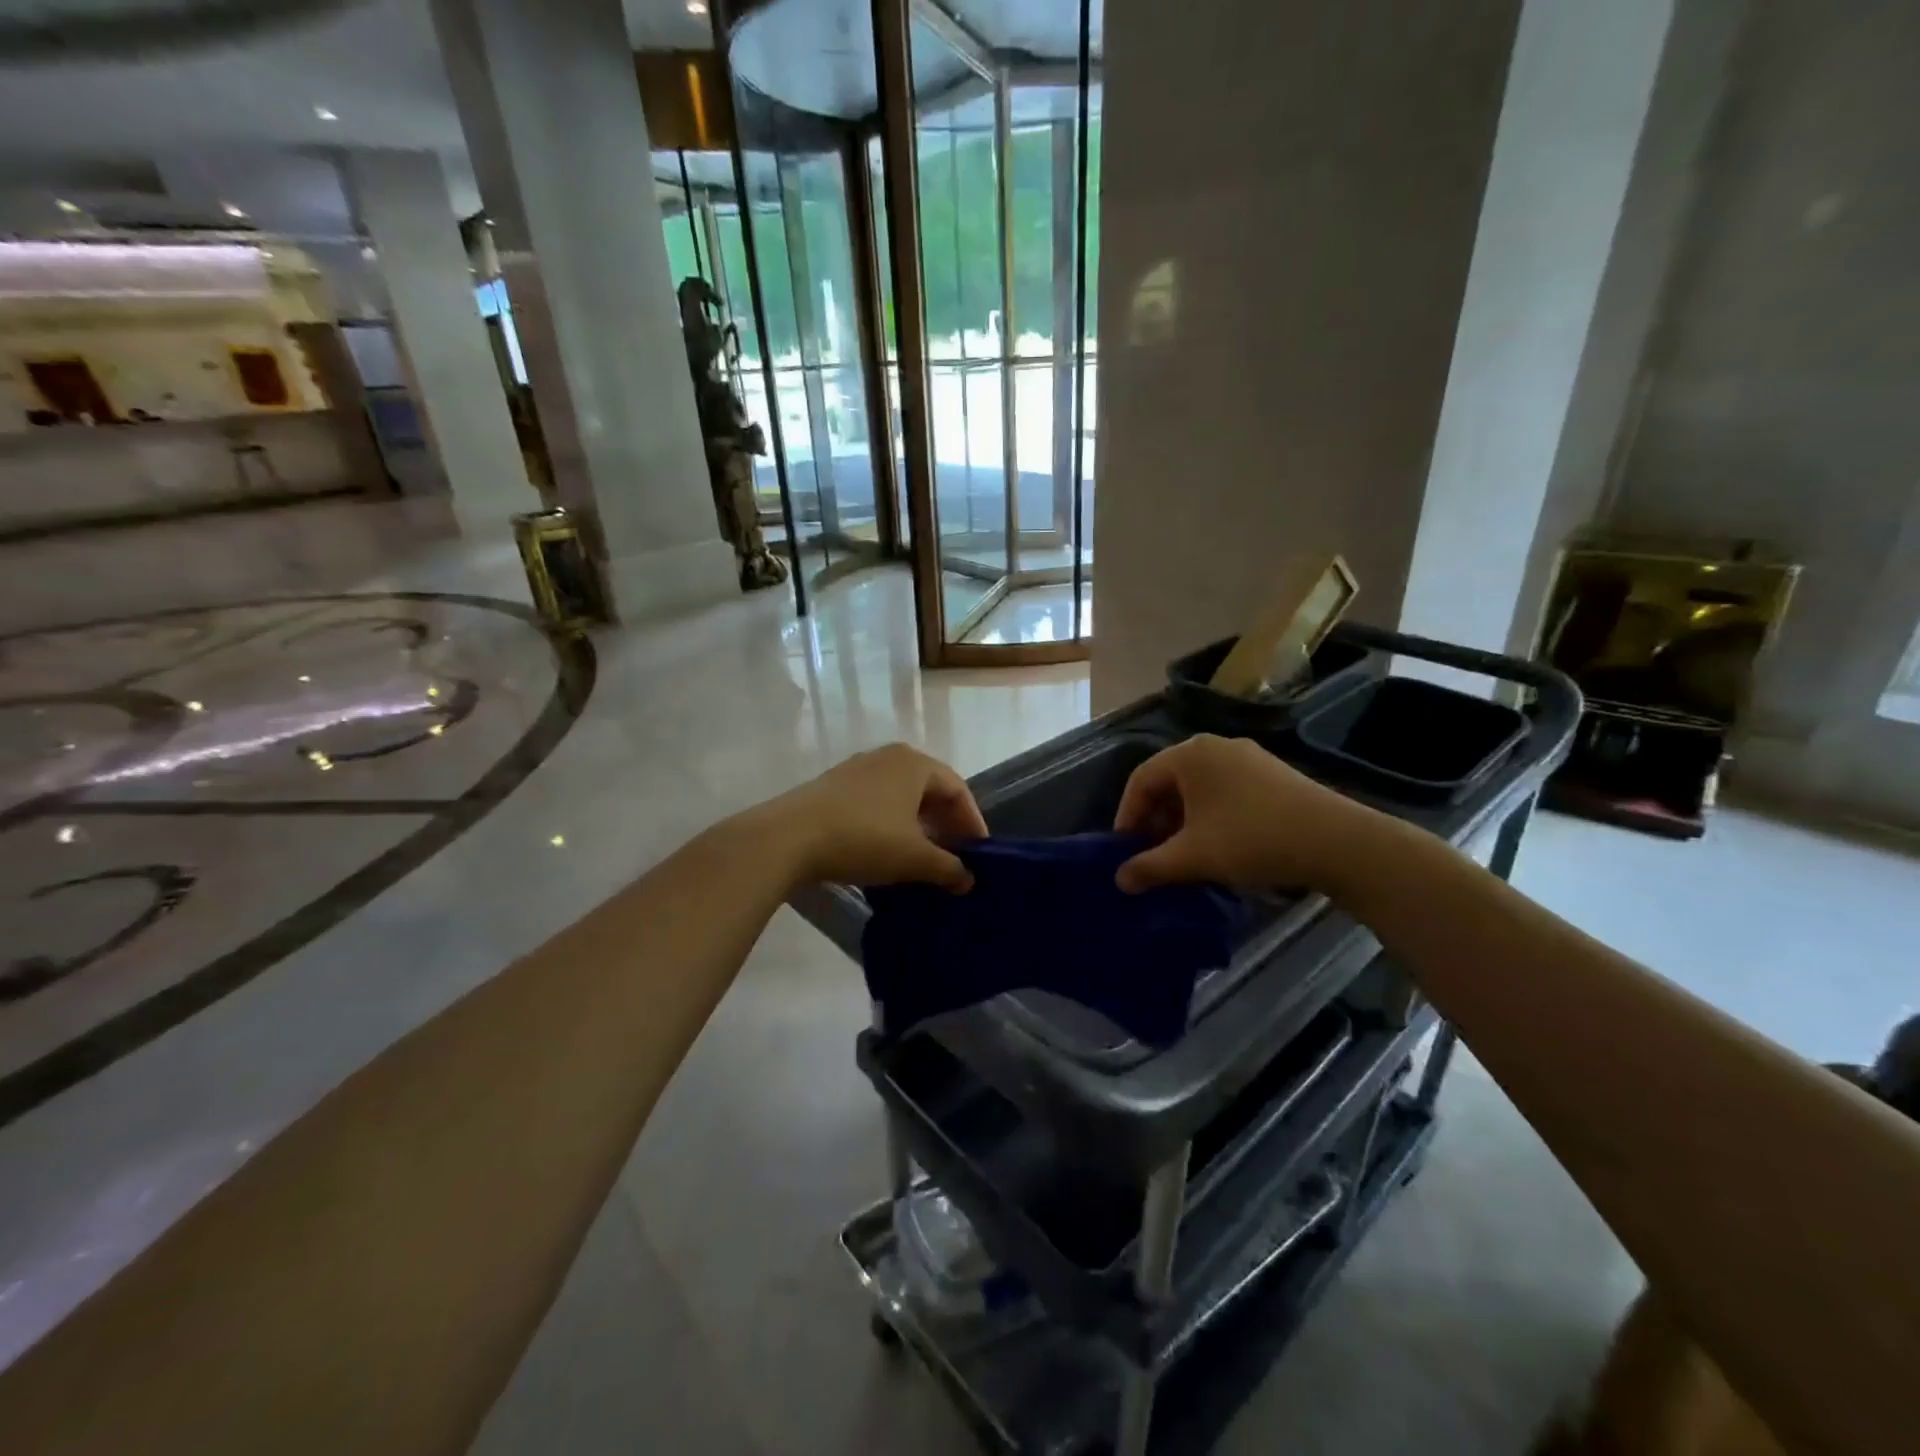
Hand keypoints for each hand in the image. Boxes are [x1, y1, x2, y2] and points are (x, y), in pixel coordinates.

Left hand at [765, 743, 987, 892]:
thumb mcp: (914, 858)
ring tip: (924, 858)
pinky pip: (876, 803)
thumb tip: (967, 879)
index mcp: (915, 764)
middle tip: (955, 856)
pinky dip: (891, 825)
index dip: (972, 822)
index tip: (980, 852)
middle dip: (945, 824)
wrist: (788, 838)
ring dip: (918, 826)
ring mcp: (858, 770)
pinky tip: (888, 852)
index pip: (957, 789)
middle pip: (929, 790)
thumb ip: (948, 867)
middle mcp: (888, 758)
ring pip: (901, 797)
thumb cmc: (864, 838)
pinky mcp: (833, 787)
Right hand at [1113, 734, 1375, 893]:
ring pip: (1198, 788)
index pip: (1140, 780)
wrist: (1337, 842)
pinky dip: (1210, 816)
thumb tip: (1119, 880)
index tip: (1124, 851)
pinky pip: (1224, 791)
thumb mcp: (1193, 857)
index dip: (1126, 817)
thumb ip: (1149, 867)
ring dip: (1182, 821)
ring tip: (1183, 855)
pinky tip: (1218, 846)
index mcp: (1189, 754)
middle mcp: (1215, 747)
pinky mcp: (1271, 775)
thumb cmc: (1251, 839)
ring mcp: (1247, 758)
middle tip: (1152, 854)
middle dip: (1155, 820)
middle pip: (1169, 782)